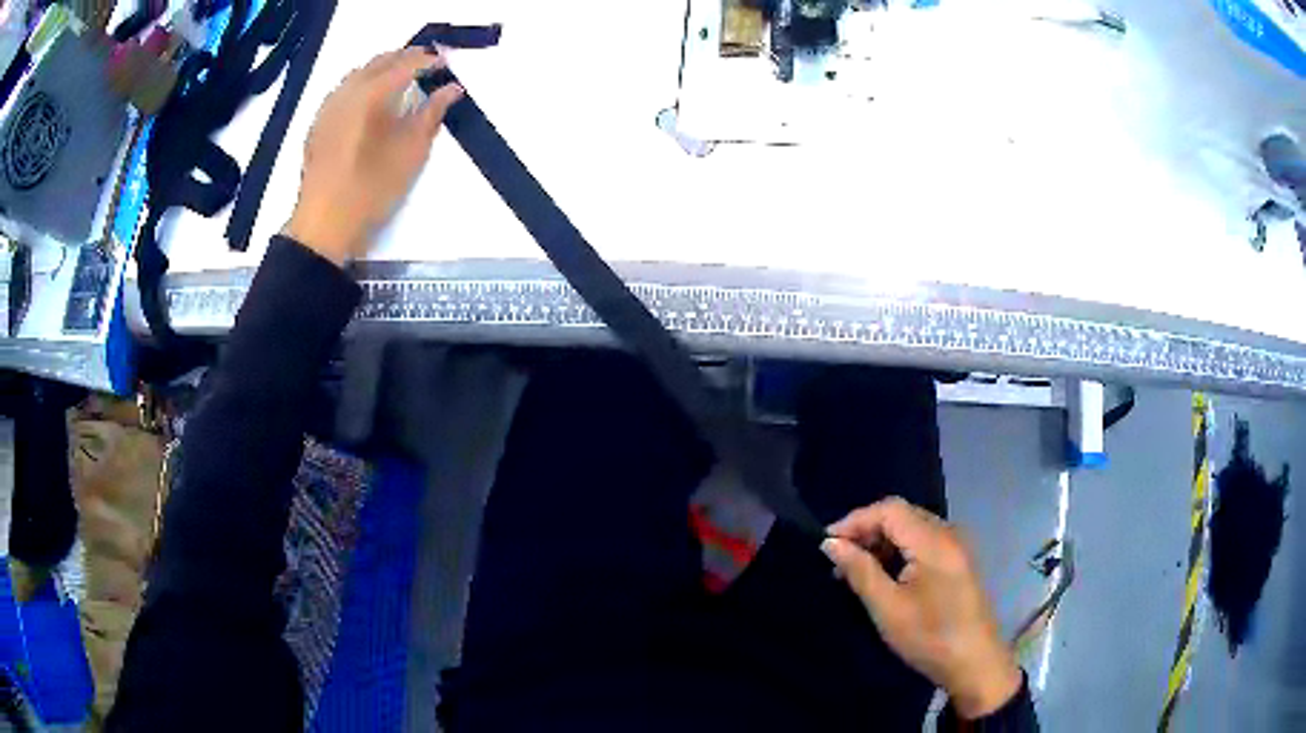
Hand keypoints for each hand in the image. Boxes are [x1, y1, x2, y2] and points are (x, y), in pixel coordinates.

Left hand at [284, 47, 463, 265]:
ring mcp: (328, 108)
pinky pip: (343, 91)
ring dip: (382, 70)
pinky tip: (371, 102)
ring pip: (359, 74)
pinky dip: (362, 85)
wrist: (324, 226)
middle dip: (405, 59)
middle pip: (379, 62)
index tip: (446, 65)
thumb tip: (451, 89)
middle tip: (428, 67)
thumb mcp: (411, 152)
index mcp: (370, 94)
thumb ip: (432, 114)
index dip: (428, 61)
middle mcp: (346, 92)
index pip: (405, 64)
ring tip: (402, 81)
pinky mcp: (318, 125)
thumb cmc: (371, 190)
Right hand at [821, 497, 1021, 719]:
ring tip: (855, 571)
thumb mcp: (888, 607)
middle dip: (867, 531)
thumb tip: (831, 544)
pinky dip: (899, 552)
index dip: (855, 520)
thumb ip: (860, 571)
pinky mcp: (958, 563)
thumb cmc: (929, 637)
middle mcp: (949, 534)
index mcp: (934, 540)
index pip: (889, 509)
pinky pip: (924, 543)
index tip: (826, 544)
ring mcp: (957, 547)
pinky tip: (884, 577)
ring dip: (882, 543)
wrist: (975, 663)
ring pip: (912, 529)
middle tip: (838, 560)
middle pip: (902, 515)